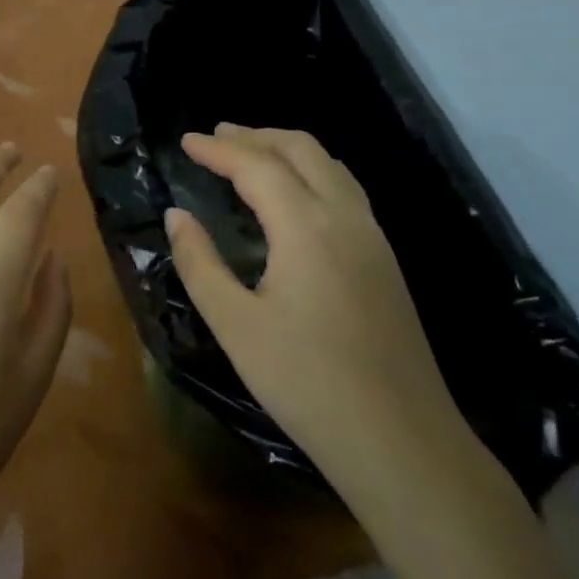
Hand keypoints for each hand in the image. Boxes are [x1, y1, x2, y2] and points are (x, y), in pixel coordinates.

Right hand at [164, 125, 465, 503]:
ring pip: (330, 166)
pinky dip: (312, 171)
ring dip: (287, 149)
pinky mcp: (385, 260)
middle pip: (301, 150)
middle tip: (217, 137)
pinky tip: (296, 195)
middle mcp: (345, 216)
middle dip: (256, 136)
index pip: (256, 166)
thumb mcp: (235, 325)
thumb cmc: (307, 383)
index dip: (218, 150)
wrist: (402, 441)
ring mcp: (373, 237)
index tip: (187, 140)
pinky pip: (345, 189)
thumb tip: (176, 216)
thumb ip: (200, 264)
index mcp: (306, 226)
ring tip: (252, 153)